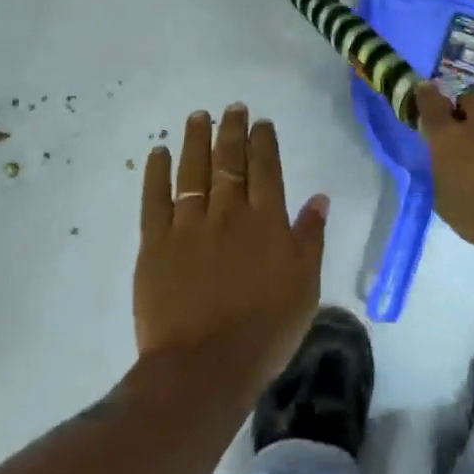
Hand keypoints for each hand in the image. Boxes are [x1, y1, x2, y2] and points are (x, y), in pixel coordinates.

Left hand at [134, 104, 329, 391]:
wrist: (205, 365)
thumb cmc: (266, 330)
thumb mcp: (305, 286)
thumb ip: (310, 238)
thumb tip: (320, 197)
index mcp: (266, 221)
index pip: (266, 169)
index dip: (263, 141)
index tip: (261, 122)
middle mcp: (228, 213)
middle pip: (229, 161)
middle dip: (231, 130)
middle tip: (232, 108)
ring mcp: (188, 225)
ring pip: (192, 171)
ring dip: (196, 140)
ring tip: (198, 116)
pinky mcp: (155, 243)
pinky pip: (154, 199)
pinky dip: (155, 173)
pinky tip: (157, 152)